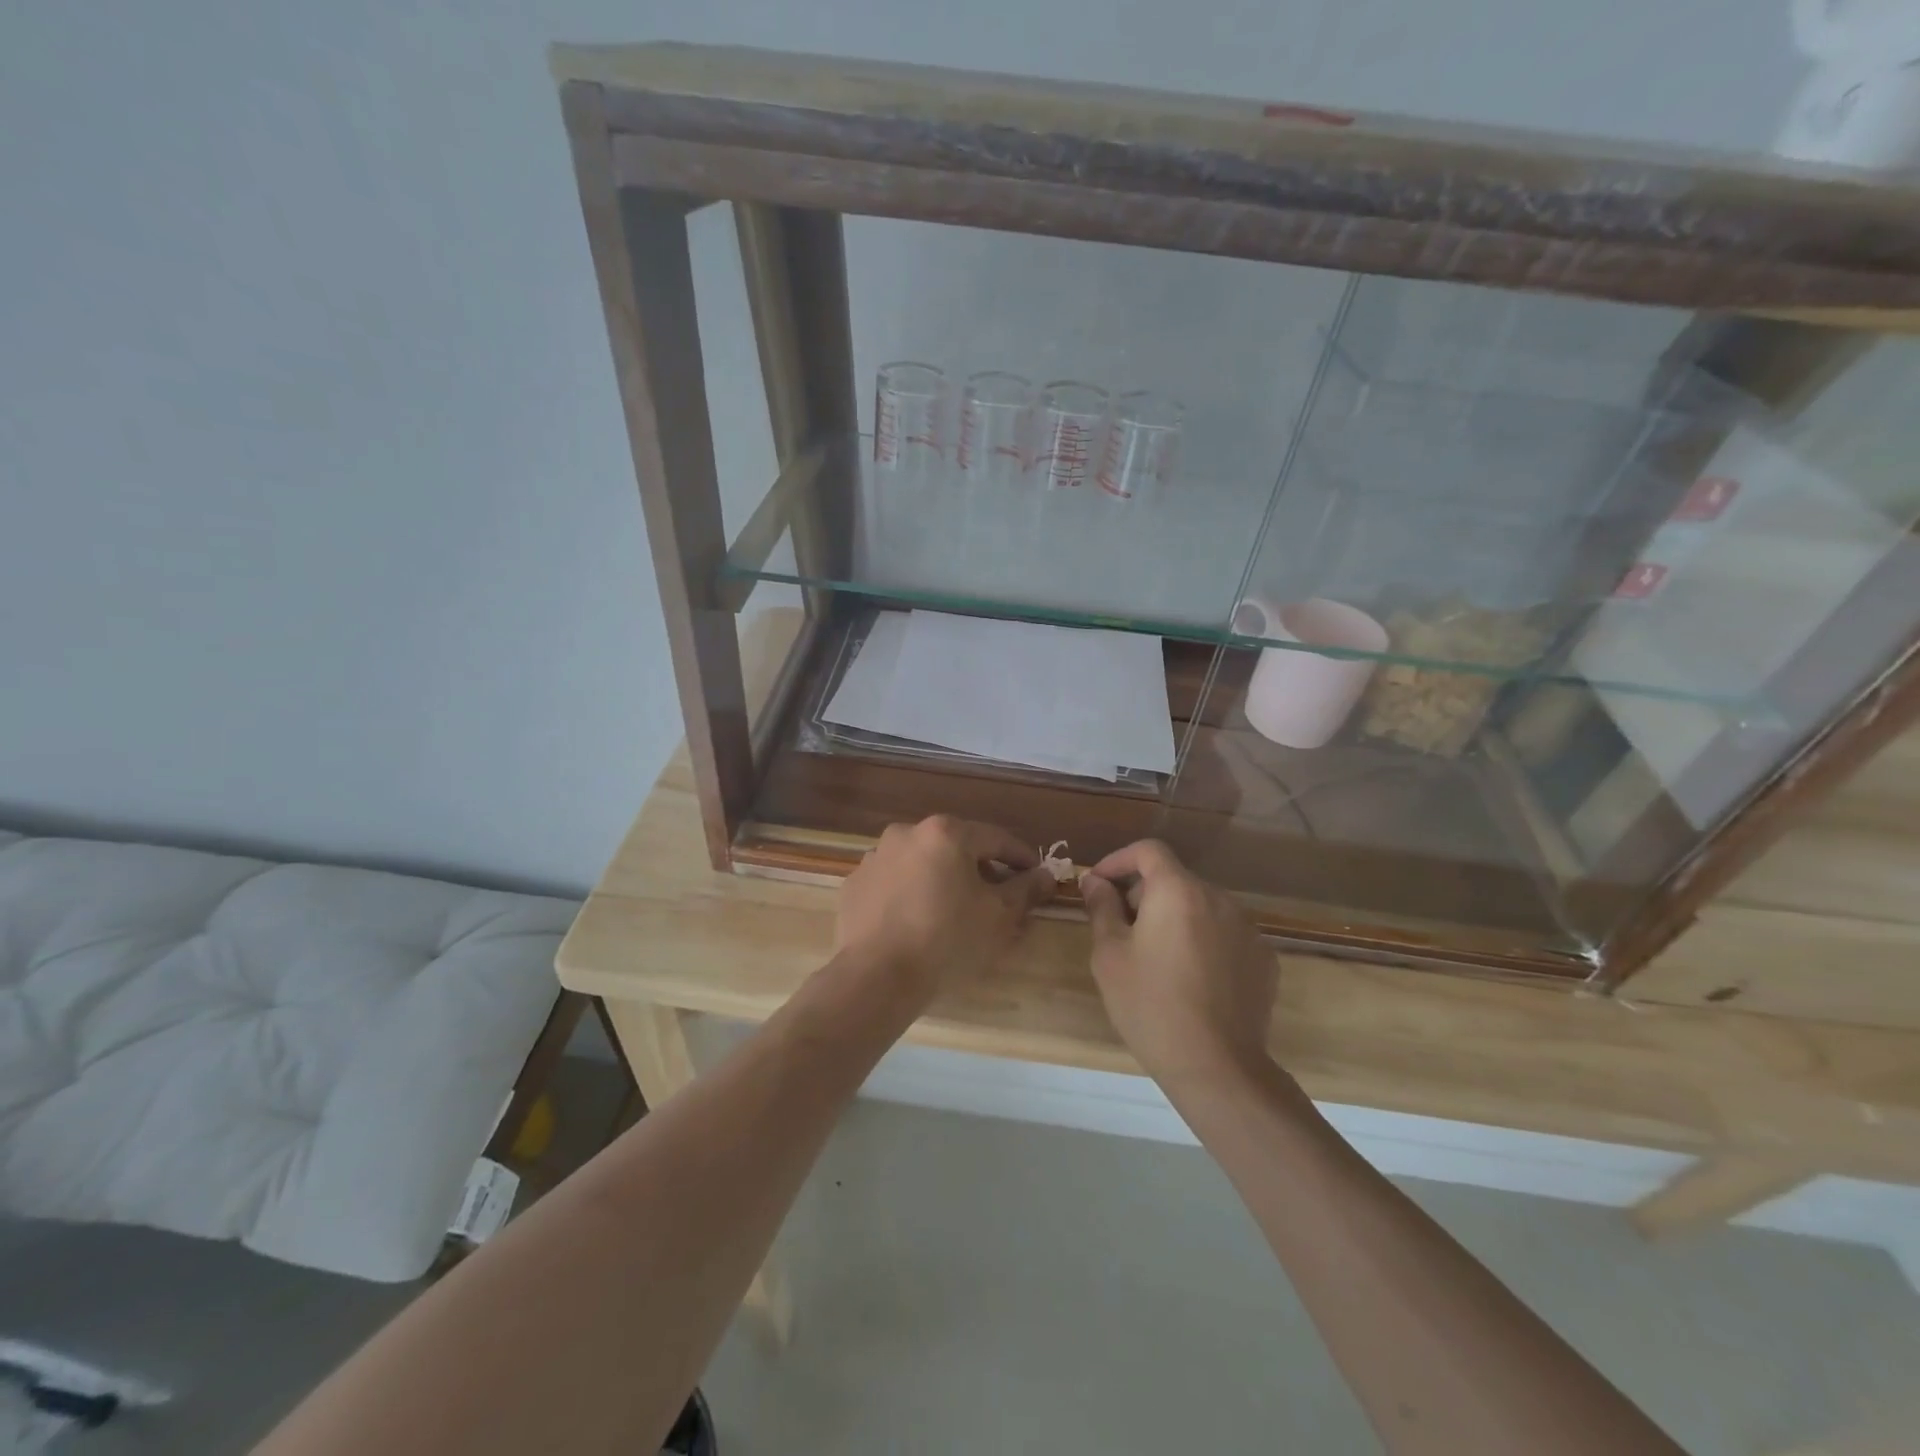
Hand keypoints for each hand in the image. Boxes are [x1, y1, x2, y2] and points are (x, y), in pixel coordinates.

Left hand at [836, 815, 1056, 1007]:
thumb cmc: (947, 940)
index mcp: (945, 833)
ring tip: (955, 914)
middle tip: (998, 900)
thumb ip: (1025, 890)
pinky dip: (910, 895)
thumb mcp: (998, 917)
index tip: (1037, 876)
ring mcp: (875, 858)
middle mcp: (907, 833)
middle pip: (956, 848)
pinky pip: (894, 884)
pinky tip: (917, 923)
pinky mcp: (854, 885)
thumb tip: (1045, 874)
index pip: (996, 839)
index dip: (1021, 858)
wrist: (876, 977)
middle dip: (980, 871)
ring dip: (942, 881)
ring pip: (922, 864)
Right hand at [1080, 840, 1277, 1090]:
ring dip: (1175, 918)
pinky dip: (1203, 941)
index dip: (1119, 860)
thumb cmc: (1150, 1005)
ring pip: (1200, 907)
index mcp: (1178, 891)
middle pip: (1174, 880)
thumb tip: (1095, 881)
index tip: (1099, 885)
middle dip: (1144, 895)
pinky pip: (1225, 934)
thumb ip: (1102, 908)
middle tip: (1121, 932)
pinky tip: (1192, 979)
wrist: (1217, 1066)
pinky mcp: (1264, 958)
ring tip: (1157, 959)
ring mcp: (1247, 928)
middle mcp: (1218, 898)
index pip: (1148, 851)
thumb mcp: (1110, 955)